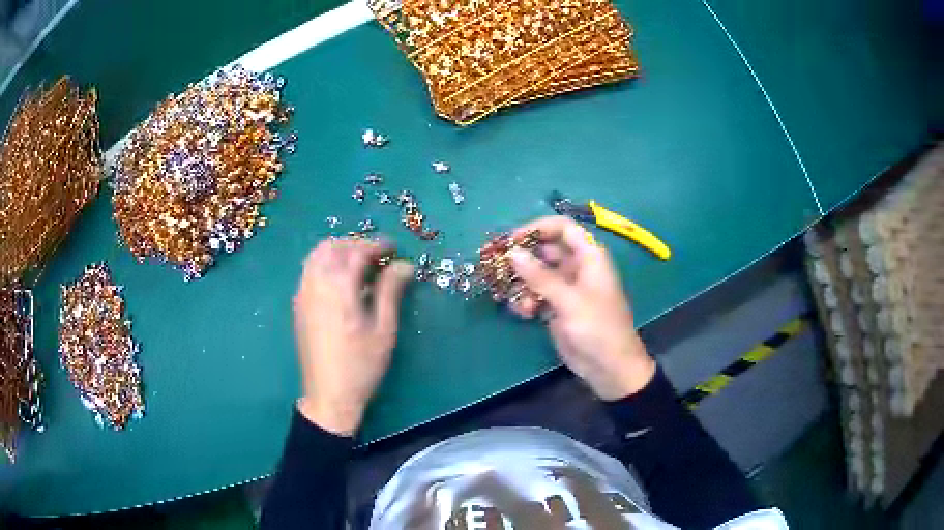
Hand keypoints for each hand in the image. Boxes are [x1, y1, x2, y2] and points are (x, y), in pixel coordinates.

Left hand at [293, 238, 412, 434]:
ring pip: (316, 256)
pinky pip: (310, 271)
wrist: (329, 395)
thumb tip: (404, 265)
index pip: (356, 252)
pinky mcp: (298, 305)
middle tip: (377, 255)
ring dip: (338, 252)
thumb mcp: (383, 329)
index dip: (377, 245)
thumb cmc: (361, 365)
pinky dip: (326, 264)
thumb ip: (390, 291)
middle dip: (355, 244)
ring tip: (360, 266)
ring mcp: (303, 294)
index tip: (394, 249)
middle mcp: (315, 284)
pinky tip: (342, 283)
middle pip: (331, 247)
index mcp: (338, 289)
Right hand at [508, 217, 655, 400]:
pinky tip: (524, 313)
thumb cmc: (597, 328)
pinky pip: (537, 295)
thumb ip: (540, 276)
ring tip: (515, 298)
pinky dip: (527, 300)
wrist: (609, 368)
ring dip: (523, 283)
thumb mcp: (568, 300)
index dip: (537, 228)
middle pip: (546, 250)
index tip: (512, 239)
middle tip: (499, 266)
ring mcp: (567, 288)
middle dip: (523, 258)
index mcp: (589, 257)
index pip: (563, 228)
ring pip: (538, 274)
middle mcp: (578, 267)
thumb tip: (512, 253)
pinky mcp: (558, 308)